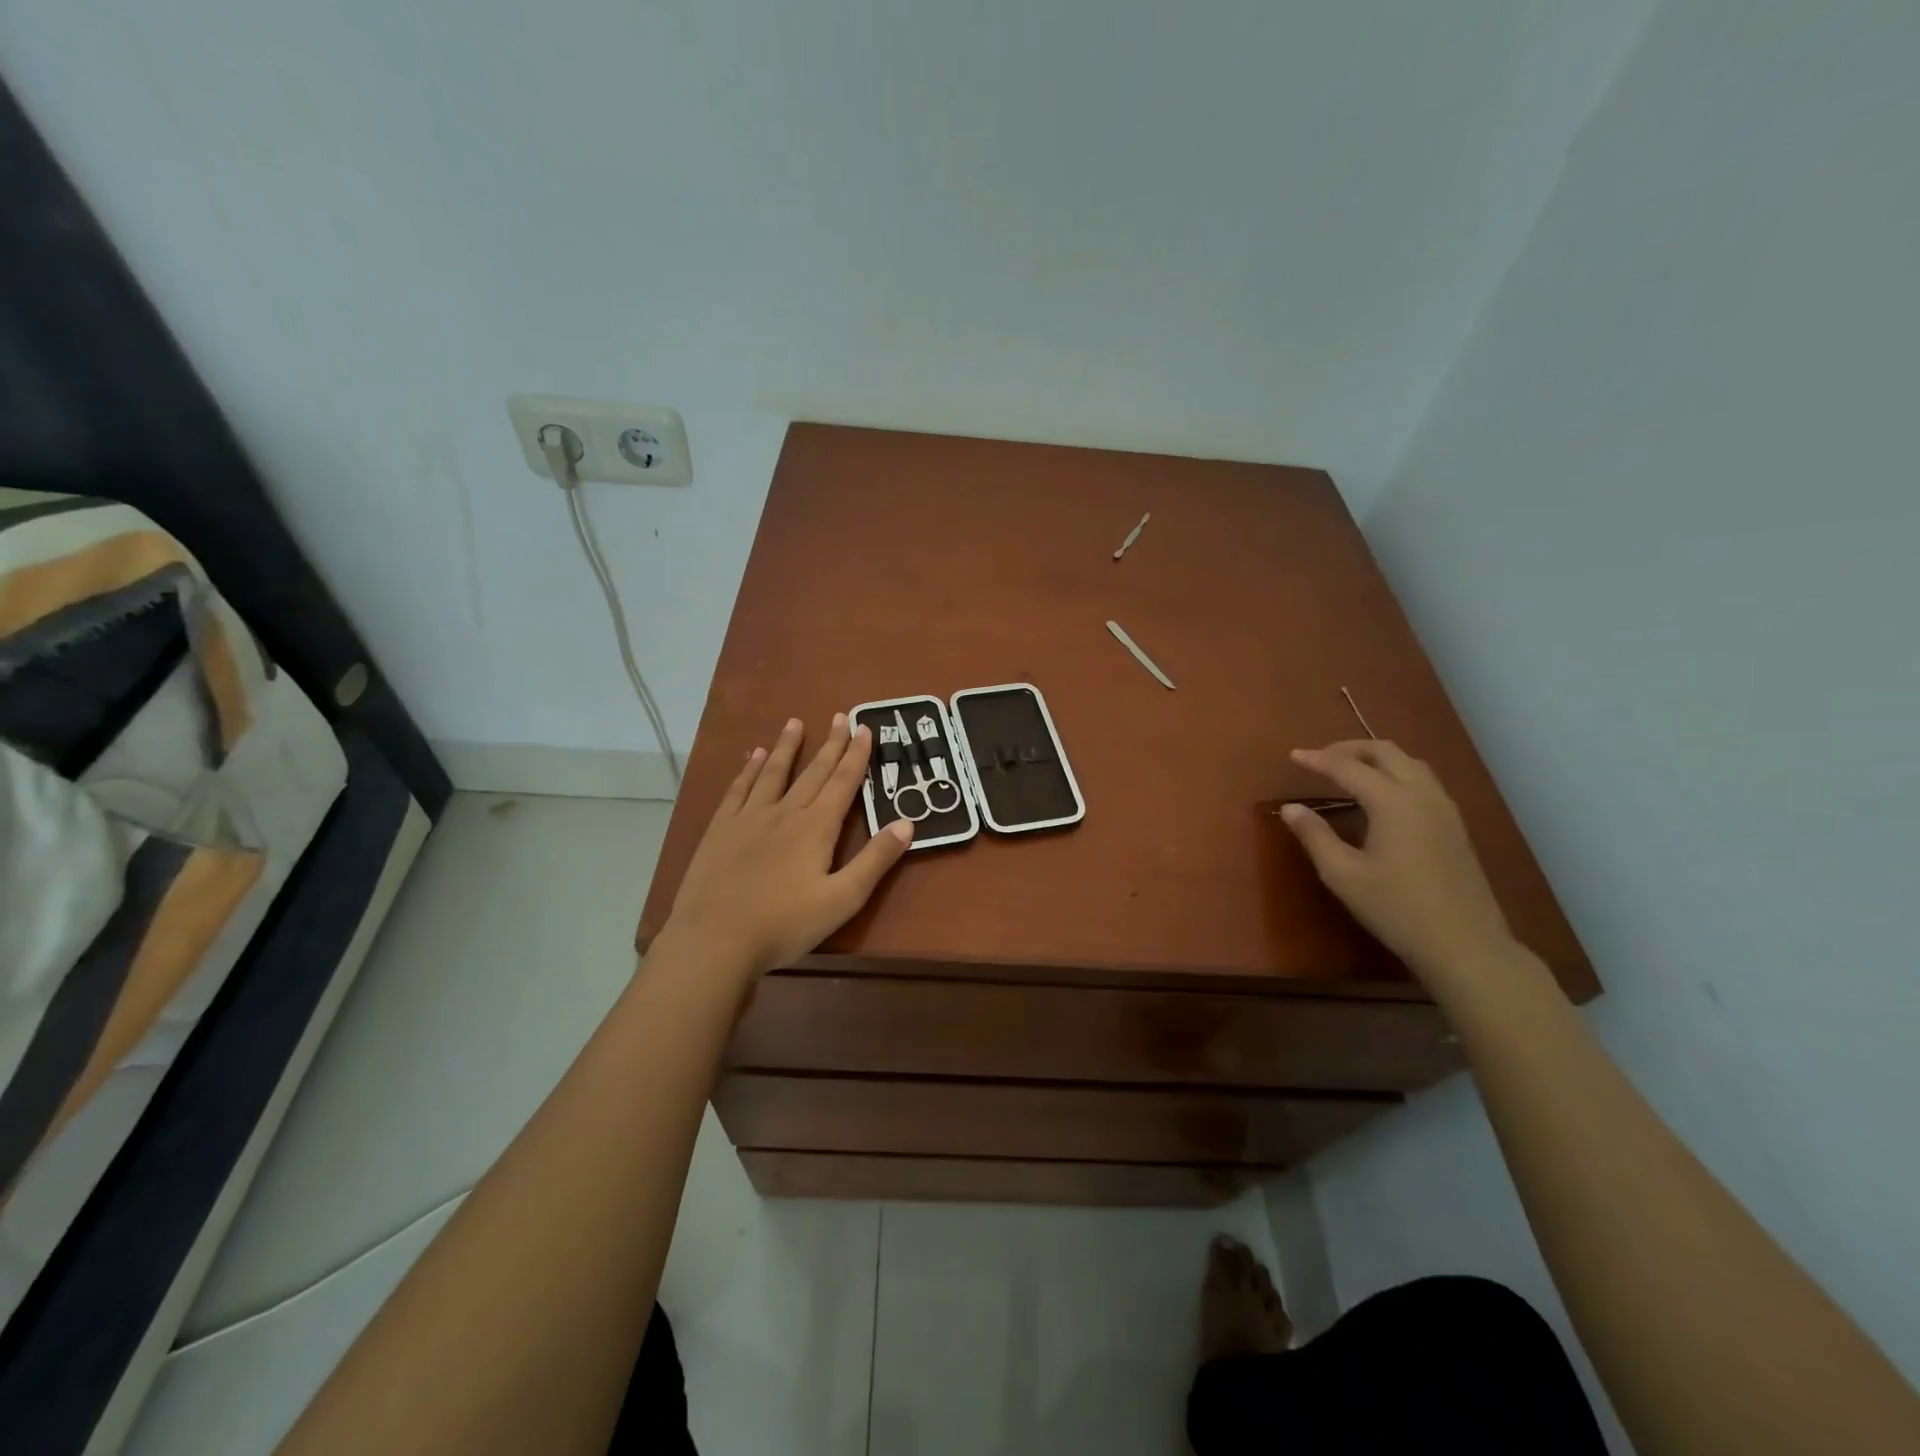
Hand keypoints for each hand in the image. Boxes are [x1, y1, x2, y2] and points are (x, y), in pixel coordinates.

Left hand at [662, 715, 913, 980]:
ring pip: (773, 773)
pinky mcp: (720, 829)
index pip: (842, 783)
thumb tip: (907, 823)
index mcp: (816, 828)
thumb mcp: (842, 899)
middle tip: (840, 716)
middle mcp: (784, 812)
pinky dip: (748, 770)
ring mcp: (748, 818)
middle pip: (812, 772)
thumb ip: (875, 860)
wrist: (714, 940)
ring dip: (786, 747)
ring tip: (794, 722)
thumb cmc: (784, 924)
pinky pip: (738, 790)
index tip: (864, 728)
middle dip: (830, 744)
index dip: (856, 755)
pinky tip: (751, 757)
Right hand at [1279, 740, 1516, 982]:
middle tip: (1320, 758)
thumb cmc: (1396, 908)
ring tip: (1349, 771)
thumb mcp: (1343, 874)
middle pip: (1385, 752)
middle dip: (1349, 748)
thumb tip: (1291, 807)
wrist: (1464, 944)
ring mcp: (1444, 809)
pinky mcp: (1455, 826)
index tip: (1292, 755)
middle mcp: (1422, 794)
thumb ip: (1315, 836)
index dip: (1317, 759)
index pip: (1348, 767)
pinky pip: (1423, 781)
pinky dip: (1395, 774)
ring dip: (1376, 759)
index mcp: (1393, 801)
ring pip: (1409, 763)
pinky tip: (1382, 797)